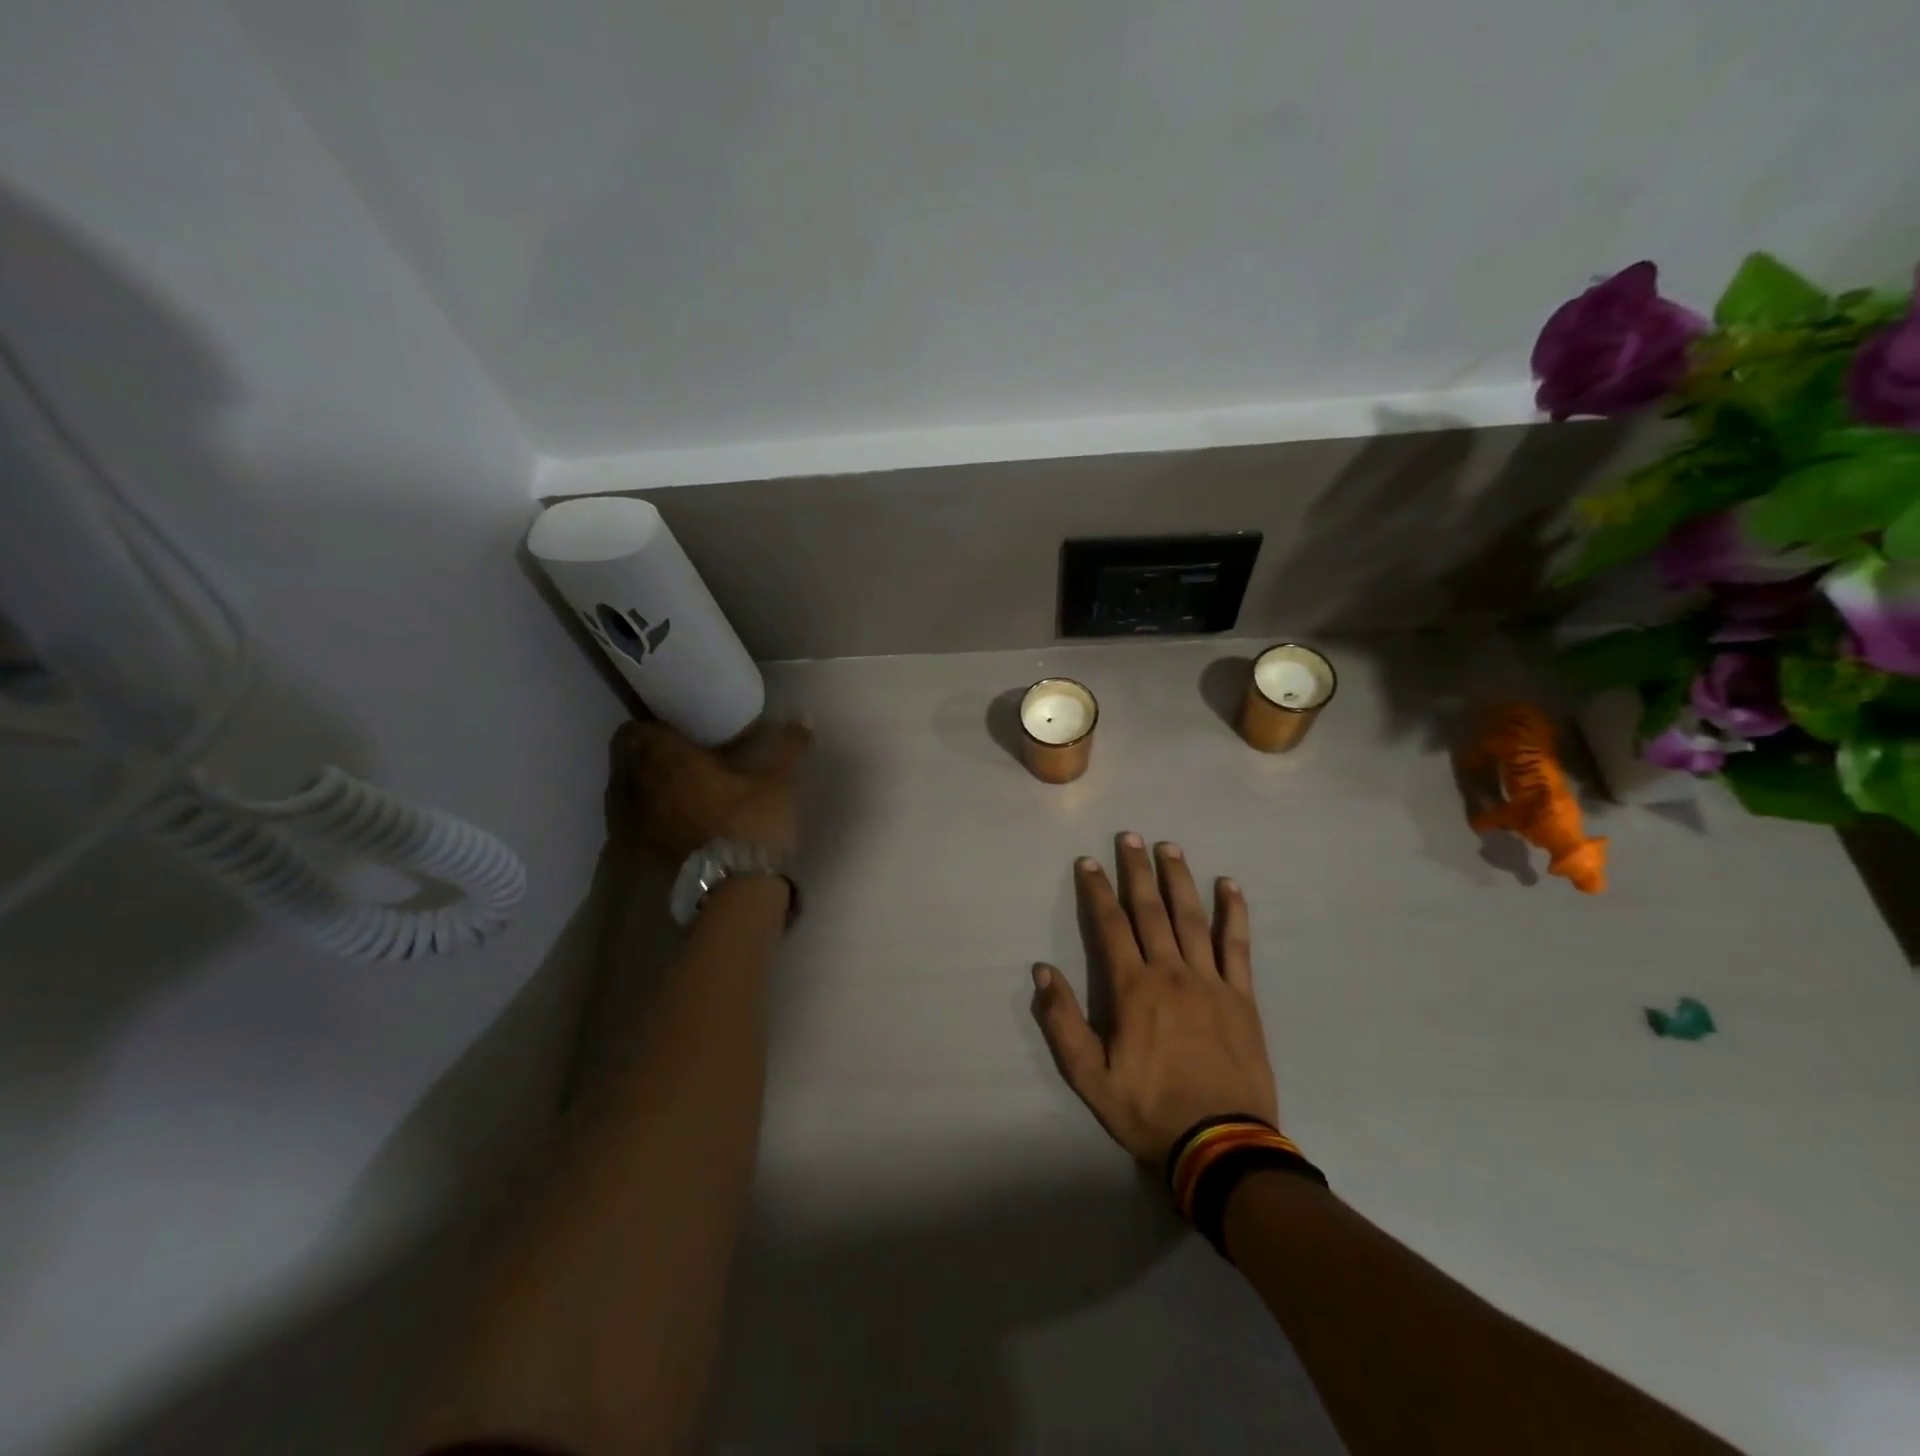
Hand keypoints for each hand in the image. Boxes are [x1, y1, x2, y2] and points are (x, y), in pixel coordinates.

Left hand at [606, 718, 811, 864]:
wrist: (738, 883)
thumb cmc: (754, 820)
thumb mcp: (778, 780)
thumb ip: (788, 746)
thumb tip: (804, 718)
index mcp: (674, 758)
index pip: (644, 730)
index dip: (657, 725)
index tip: (676, 726)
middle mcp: (648, 783)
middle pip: (629, 756)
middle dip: (647, 749)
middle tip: (674, 749)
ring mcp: (641, 817)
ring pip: (626, 786)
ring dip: (640, 777)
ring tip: (667, 778)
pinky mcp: (644, 844)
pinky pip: (630, 816)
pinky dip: (640, 807)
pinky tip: (661, 809)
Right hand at [1032, 833, 1278, 1165]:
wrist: (1221, 1146)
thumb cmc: (1148, 1110)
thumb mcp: (1090, 1077)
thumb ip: (1063, 1022)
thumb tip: (1042, 972)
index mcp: (1132, 989)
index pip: (1110, 926)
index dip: (1097, 891)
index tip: (1088, 862)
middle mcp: (1171, 972)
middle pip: (1151, 910)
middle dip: (1137, 871)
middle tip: (1130, 836)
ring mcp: (1210, 981)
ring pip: (1192, 917)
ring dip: (1179, 879)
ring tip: (1170, 847)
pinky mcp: (1242, 996)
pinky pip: (1237, 945)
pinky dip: (1233, 912)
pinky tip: (1230, 885)